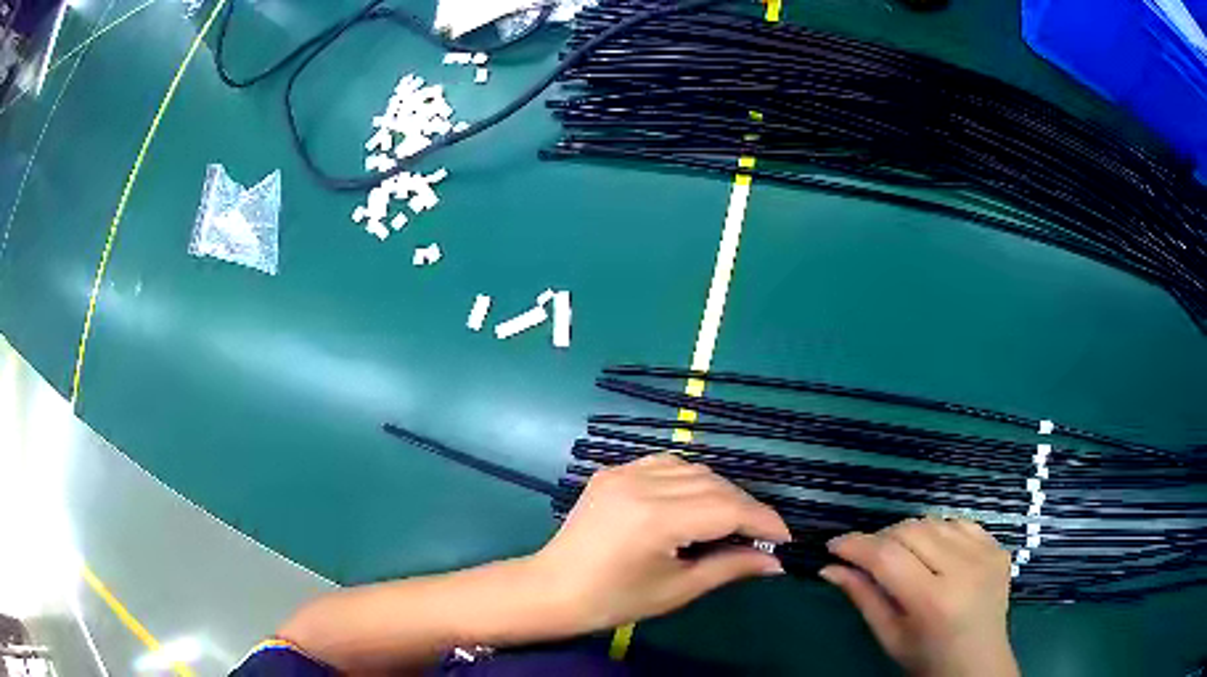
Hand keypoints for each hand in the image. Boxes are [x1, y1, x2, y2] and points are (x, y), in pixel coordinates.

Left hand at [532, 453, 790, 632]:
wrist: (552, 589)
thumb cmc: (614, 600)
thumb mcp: (677, 589)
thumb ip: (730, 567)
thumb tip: (776, 562)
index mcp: (656, 517)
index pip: (729, 508)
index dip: (764, 521)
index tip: (785, 540)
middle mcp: (642, 482)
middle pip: (715, 485)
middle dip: (747, 508)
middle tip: (763, 536)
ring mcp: (623, 471)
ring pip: (694, 469)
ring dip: (722, 491)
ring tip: (733, 521)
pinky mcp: (612, 471)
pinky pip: (666, 464)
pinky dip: (691, 479)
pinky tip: (695, 501)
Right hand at [820, 518, 1018, 676]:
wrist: (979, 664)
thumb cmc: (927, 658)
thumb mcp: (889, 636)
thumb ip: (863, 597)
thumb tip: (829, 568)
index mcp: (933, 601)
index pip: (887, 558)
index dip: (856, 546)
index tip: (833, 545)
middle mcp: (964, 570)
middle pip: (911, 531)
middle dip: (880, 538)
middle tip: (865, 556)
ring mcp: (986, 554)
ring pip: (934, 521)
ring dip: (908, 533)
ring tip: (899, 555)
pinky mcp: (998, 547)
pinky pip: (960, 523)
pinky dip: (938, 530)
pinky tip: (933, 552)